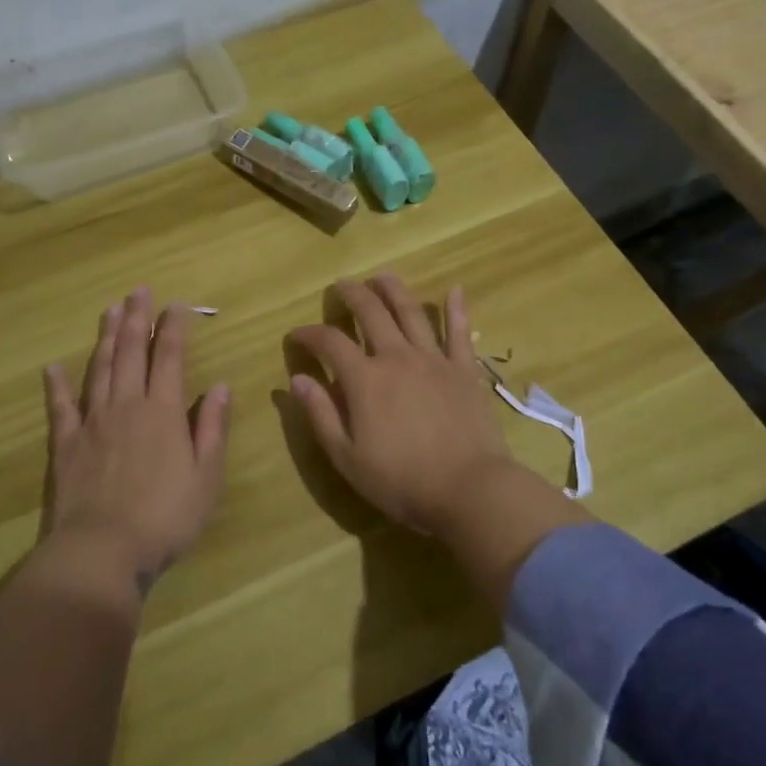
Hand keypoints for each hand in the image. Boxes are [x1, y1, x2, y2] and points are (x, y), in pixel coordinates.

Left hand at [43, 288, 230, 588]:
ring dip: (105, 337)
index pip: (170, 358)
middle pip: (131, 352)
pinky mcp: (65, 444)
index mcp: (164, 412)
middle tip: (138, 291)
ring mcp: (92, 422)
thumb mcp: (206, 477)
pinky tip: (53, 366)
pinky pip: (60, 407)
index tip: (176, 305)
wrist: (101, 551)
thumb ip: (213, 429)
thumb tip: (221, 387)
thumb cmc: (165, 518)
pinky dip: (57, 385)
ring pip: (99, 368)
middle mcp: (127, 405)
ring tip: (109, 310)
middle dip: (136, 319)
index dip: (174, 328)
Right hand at [287, 274, 512, 534]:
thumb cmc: (402, 481)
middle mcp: (397, 357)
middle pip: (371, 313)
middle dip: (352, 295)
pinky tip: (454, 289)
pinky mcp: (464, 370)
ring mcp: (434, 360)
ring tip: (382, 276)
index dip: (309, 334)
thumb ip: (320, 415)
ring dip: (394, 290)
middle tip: (341, 286)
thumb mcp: (347, 457)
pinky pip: (460, 332)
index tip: (297, 335)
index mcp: (365, 379)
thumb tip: (296, 380)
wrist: (469, 490)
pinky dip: (457, 309)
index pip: (329, 342)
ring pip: (411, 312)